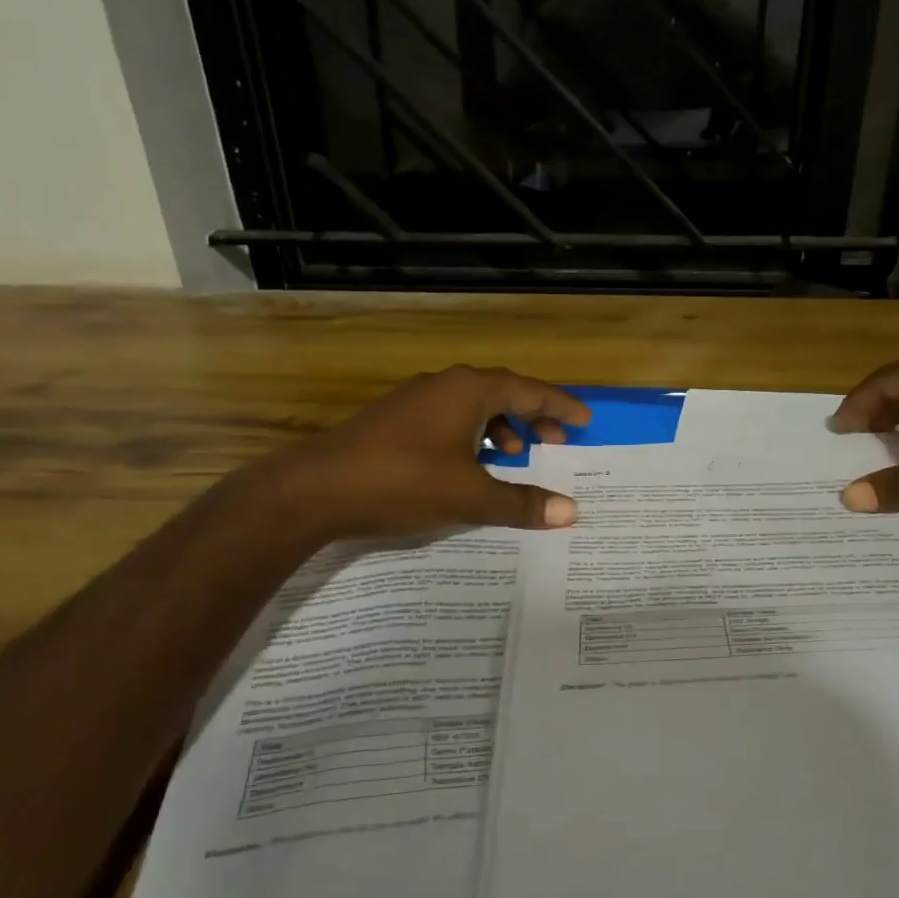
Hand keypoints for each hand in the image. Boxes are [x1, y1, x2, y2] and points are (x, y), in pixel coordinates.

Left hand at [274, 365, 591, 536]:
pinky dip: (471, 436)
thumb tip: (571, 512)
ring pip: (472, 406)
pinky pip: (449, 418)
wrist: (313, 489)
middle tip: (557, 443)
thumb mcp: (469, 496)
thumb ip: (521, 503)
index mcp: (468, 390)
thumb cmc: (401, 482)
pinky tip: (469, 465)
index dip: (560, 407)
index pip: (529, 390)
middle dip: (533, 417)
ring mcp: (415, 400)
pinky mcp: (394, 420)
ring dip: (501, 428)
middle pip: (502, 393)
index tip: (585, 421)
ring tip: (516, 456)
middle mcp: (444, 384)